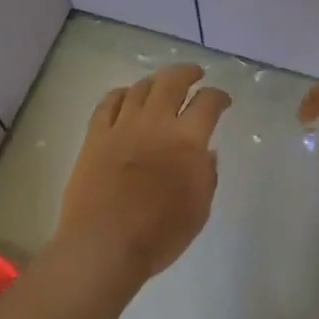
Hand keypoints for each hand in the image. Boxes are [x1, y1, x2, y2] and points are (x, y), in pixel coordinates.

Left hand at [56, 64, 231, 280]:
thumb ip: (206, 175)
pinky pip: (108, 103)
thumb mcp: (199, 209)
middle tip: (195, 74)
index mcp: (187, 140)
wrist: (104, 245)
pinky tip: (125, 97)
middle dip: (188, 73)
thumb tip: (206, 152)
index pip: (208, 103)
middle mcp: (156, 123)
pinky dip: (120, 94)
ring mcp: (122, 127)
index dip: (219, 96)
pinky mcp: (95, 137)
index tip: (223, 100)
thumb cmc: (160, 234)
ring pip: (140, 88)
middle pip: (172, 82)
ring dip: (155, 82)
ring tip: (161, 85)